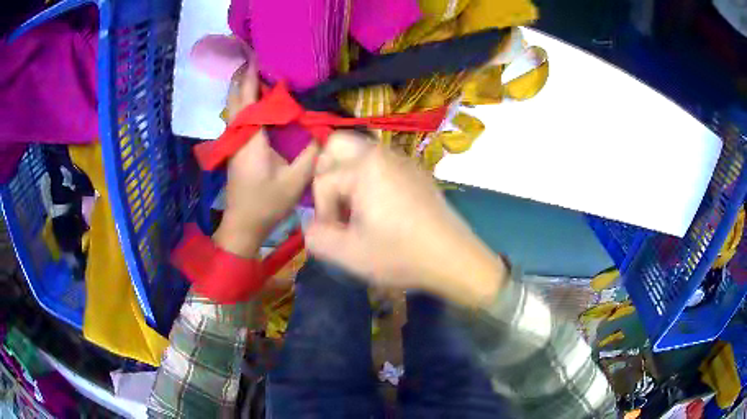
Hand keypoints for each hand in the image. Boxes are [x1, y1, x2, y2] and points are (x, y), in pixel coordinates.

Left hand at [213, 64, 318, 257]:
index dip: (249, 78)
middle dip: (241, 78)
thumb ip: (311, 153)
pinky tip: (254, 102)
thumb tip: (324, 132)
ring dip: (241, 90)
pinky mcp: (235, 150)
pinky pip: (237, 119)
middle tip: (253, 60)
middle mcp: (238, 136)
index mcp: (251, 139)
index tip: (254, 58)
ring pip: (233, 109)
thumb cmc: (267, 203)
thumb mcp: (296, 180)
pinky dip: (243, 104)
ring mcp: (233, 144)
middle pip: (234, 101)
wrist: (242, 224)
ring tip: (254, 74)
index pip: (248, 101)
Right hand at [306, 132, 506, 306]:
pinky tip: (381, 209)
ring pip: (360, 152)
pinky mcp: (417, 172)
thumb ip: (316, 237)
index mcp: (364, 166)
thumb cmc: (401, 255)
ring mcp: (403, 160)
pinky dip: (370, 178)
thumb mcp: (349, 254)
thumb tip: (311, 224)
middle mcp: (383, 153)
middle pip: (338, 144)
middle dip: (327, 172)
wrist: (454, 259)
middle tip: (335, 204)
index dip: (322, 211)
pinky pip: (382, 164)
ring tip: (355, 209)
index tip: (335, 235)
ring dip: (348, 175)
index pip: (323, 180)